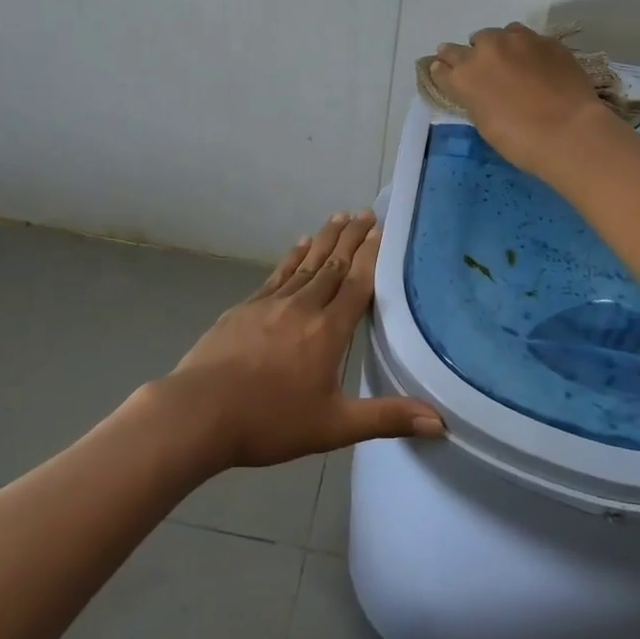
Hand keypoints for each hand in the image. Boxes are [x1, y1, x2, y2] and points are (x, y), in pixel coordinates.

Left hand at [164, 211, 443, 468]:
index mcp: (328, 330)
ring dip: (324, 239)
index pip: (357, 284)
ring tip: (339, 217)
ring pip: (305, 263)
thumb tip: (440, 421)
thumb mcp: (334, 426)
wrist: (200, 412)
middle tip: (366, 212)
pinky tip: (298, 245)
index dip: (371, 256)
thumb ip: (386, 417)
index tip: (382, 230)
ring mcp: (270, 303)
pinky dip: (291, 256)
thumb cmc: (270, 421)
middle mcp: (303, 306)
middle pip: (333, 264)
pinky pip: (276, 274)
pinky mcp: (245, 308)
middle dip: (352, 238)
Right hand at [428, 23, 611, 174]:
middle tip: (484, 72)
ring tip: (513, 65)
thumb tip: (476, 88)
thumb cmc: (520, 140)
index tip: (449, 74)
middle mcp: (486, 49)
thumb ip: (474, 97)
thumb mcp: (484, 122)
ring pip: (500, 35)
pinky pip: (528, 39)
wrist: (570, 131)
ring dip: (500, 47)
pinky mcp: (546, 40)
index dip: (445, 70)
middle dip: (471, 56)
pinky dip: (527, 50)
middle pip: (468, 45)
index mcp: (464, 75)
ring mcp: (518, 40)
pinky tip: (538, 66)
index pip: (442, 65)